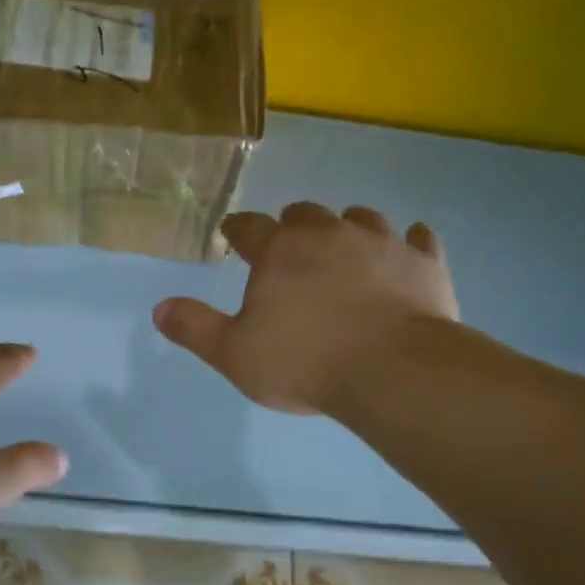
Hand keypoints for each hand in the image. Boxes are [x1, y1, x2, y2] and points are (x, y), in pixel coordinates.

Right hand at [153, 203, 459, 413]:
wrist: (391, 371)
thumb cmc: (303, 363)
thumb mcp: (234, 354)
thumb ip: (195, 328)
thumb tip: (159, 308)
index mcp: (280, 251)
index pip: (249, 228)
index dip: (237, 230)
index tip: (232, 233)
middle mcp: (329, 233)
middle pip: (305, 214)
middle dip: (292, 225)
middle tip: (288, 243)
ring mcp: (382, 242)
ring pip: (360, 218)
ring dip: (347, 227)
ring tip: (344, 245)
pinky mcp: (424, 262)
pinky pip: (418, 239)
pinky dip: (408, 242)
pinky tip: (408, 247)